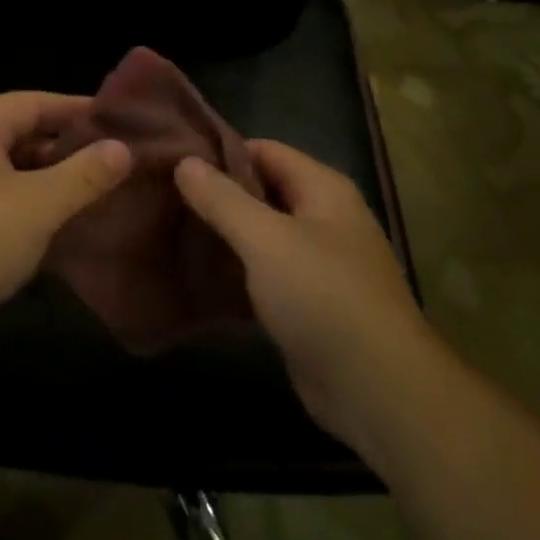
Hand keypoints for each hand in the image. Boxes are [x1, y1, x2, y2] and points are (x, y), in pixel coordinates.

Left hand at [0, 92, 131, 380]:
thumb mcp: (37, 205)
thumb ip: (84, 174)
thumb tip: (123, 149)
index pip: (36, 102)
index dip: (80, 110)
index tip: (125, 123)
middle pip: (24, 136)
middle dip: (71, 150)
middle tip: (122, 163)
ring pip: (15, 174)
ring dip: (55, 184)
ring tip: (105, 194)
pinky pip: (2, 205)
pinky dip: (34, 212)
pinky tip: (69, 229)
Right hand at [174, 141, 425, 443]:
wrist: (376, 388)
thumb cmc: (322, 297)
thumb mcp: (266, 239)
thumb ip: (223, 199)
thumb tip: (184, 162)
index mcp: (323, 190)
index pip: (264, 151)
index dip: (220, 153)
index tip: (173, 163)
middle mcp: (323, 219)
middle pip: (261, 192)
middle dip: (216, 196)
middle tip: (163, 200)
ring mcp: (317, 264)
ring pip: (260, 236)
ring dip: (221, 236)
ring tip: (169, 233)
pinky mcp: (306, 304)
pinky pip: (263, 274)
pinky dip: (234, 273)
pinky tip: (195, 276)